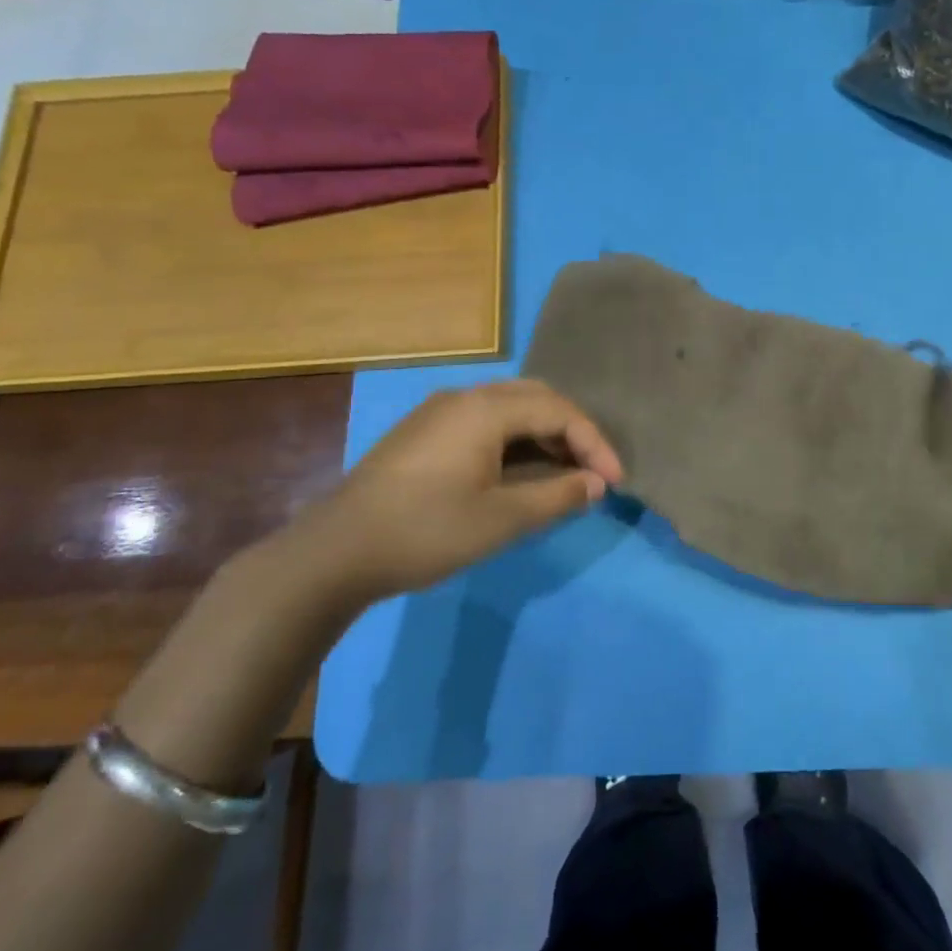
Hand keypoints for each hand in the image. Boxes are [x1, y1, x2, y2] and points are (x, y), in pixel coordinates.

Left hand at [293, 380, 622, 602]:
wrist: (335, 552)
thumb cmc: (426, 531)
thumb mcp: (501, 520)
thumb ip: (557, 496)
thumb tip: (597, 484)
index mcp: (485, 409)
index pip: (559, 411)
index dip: (594, 443)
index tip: (616, 482)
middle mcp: (465, 397)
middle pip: (536, 399)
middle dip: (572, 433)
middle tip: (594, 471)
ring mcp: (440, 412)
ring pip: (510, 409)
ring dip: (544, 436)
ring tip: (565, 474)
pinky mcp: (425, 432)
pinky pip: (486, 422)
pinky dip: (516, 441)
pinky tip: (521, 473)